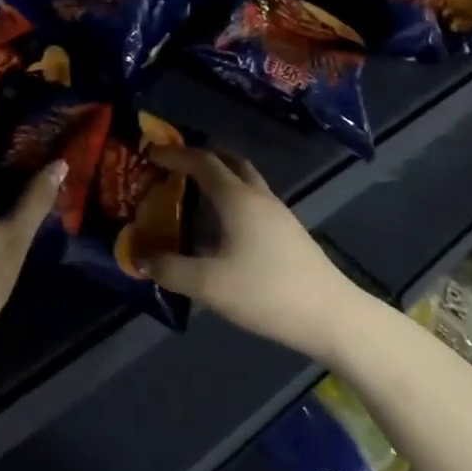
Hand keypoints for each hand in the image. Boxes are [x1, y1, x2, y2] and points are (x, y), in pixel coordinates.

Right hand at [138, 147, 369, 362]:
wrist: (332, 316)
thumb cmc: (267, 293)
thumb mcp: (209, 285)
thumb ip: (170, 269)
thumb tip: (139, 256)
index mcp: (237, 198)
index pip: (202, 162)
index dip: (175, 154)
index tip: (150, 154)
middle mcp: (258, 196)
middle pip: (228, 161)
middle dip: (200, 157)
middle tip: (173, 167)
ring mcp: (278, 214)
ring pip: (244, 181)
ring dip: (218, 178)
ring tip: (192, 196)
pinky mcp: (288, 232)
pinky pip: (252, 201)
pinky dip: (231, 199)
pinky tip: (220, 228)